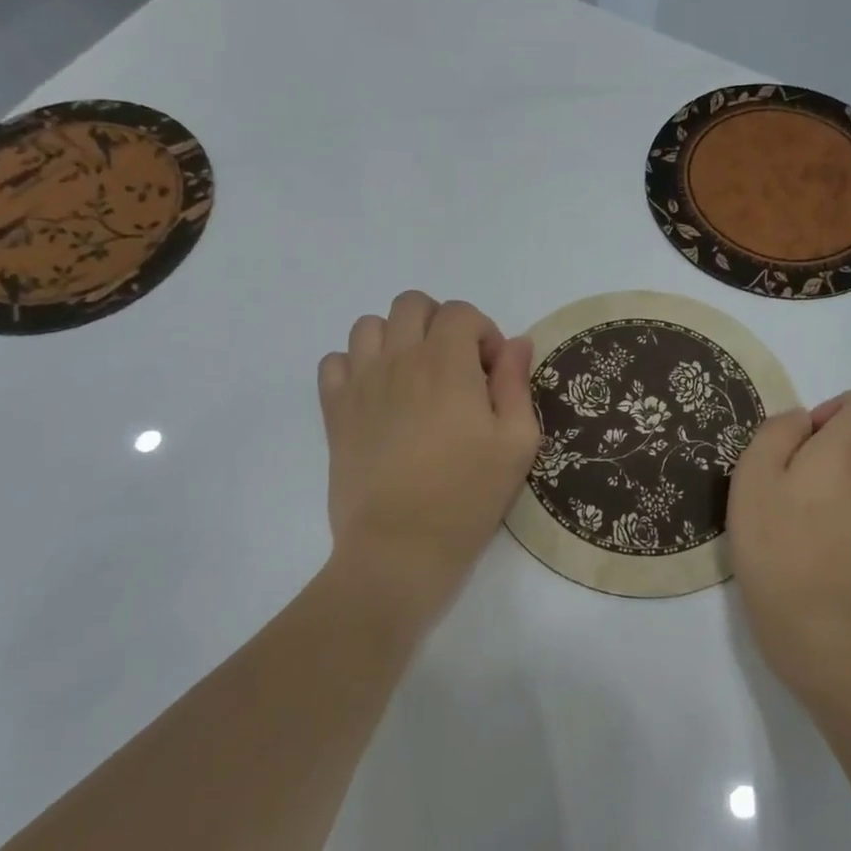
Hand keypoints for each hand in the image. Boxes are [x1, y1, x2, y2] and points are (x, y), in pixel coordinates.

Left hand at [318, 291, 539, 621]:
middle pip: (412, 304)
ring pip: (369, 325)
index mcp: (446, 364)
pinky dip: (355, 365)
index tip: (491, 373)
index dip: (483, 333)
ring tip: (414, 377)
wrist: (400, 546)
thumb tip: (517, 343)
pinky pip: (334, 361)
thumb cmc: (467, 495)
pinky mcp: (334, 411)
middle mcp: (398, 359)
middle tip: (455, 367)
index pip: (461, 312)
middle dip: (440, 324)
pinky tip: (377, 395)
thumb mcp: (516, 442)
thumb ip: (516, 384)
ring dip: (396, 338)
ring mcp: (360, 383)